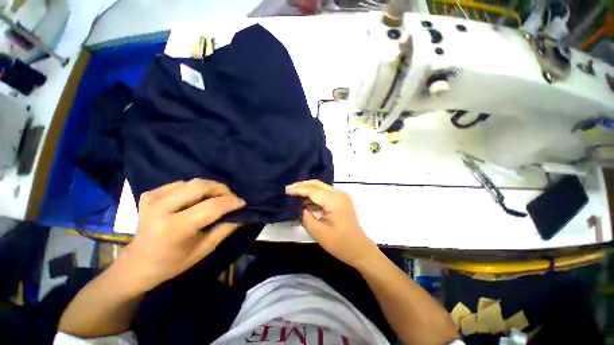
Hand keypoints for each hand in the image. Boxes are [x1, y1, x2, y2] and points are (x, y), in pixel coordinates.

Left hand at [121, 179, 245, 291]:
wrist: (137, 264)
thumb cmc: (172, 263)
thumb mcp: (203, 250)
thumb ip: (225, 229)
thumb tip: (241, 215)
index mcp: (173, 228)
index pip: (211, 207)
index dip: (231, 202)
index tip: (243, 203)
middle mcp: (161, 209)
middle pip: (200, 186)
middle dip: (222, 189)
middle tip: (231, 198)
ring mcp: (152, 199)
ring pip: (192, 182)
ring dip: (210, 188)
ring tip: (217, 198)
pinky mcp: (149, 195)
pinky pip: (180, 184)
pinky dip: (194, 189)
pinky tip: (196, 199)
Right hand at [286, 180, 378, 269]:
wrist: (359, 249)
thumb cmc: (339, 243)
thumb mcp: (318, 231)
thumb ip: (305, 216)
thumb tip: (299, 206)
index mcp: (334, 200)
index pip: (312, 190)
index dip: (298, 189)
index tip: (285, 191)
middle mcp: (339, 193)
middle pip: (317, 184)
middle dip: (302, 185)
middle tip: (288, 189)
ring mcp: (341, 195)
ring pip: (321, 187)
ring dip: (308, 189)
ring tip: (294, 194)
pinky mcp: (341, 200)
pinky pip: (325, 193)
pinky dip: (314, 195)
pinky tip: (305, 200)